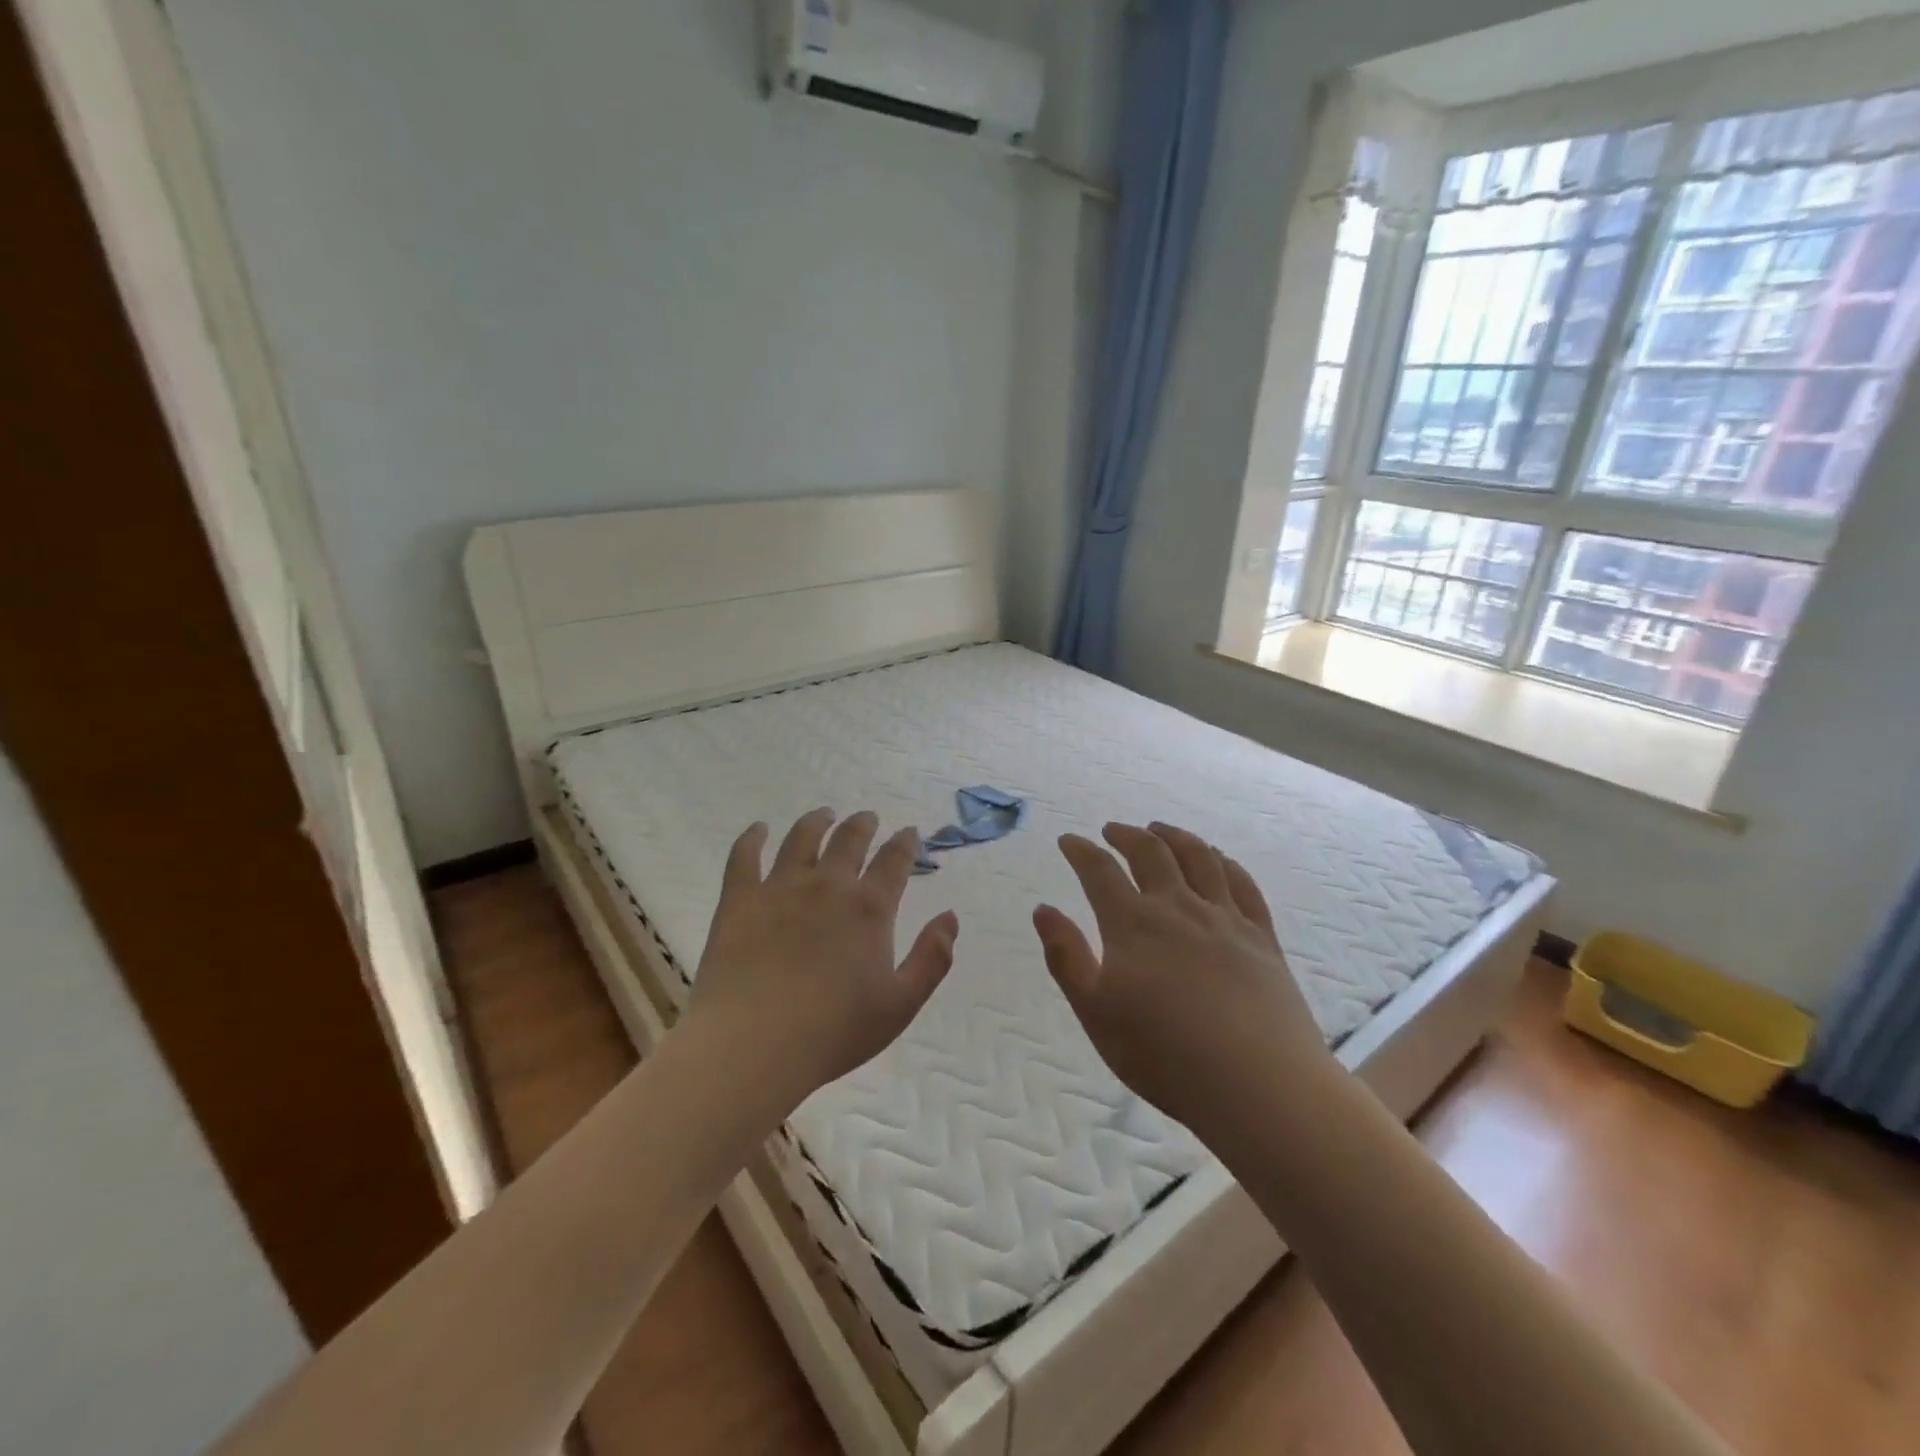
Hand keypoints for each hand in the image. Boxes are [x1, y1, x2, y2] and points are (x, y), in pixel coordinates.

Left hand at [681, 809, 957, 1119]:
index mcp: (869, 908)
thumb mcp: (901, 1004)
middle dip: (863, 824)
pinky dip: (752, 837)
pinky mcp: (740, 898)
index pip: (894, 861)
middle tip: (867, 818)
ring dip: (817, 821)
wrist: (753, 1044)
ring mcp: (780, 887)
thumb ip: (932, 958)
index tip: (910, 833)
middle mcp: (828, 885)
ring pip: (802, 838)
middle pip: (849, 839)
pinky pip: (745, 855)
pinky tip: (758, 830)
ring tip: (824, 815)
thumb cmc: (834, 1031)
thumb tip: (950, 916)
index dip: (905, 843)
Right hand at [1033, 822, 1333, 1141]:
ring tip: (1160, 829)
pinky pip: (1242, 883)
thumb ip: (1065, 957)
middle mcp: (1178, 907)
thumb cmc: (1164, 1055)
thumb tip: (1042, 910)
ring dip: (1174, 836)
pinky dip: (1224, 862)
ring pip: (1199, 857)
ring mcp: (1225, 918)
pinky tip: (1218, 859)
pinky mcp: (1262, 936)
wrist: (1258, 1085)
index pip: (1099, 871)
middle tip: (1111, 831)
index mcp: (1133, 924)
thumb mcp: (1095, 1012)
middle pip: (1150, 852)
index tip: (1068, 841)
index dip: (1080, 851)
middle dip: (1126, 835)